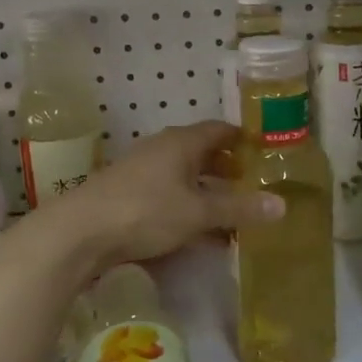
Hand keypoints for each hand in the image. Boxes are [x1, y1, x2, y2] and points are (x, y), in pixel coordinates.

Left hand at [53, 122, 284, 268]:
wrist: (79, 232)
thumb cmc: (145, 211)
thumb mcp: (198, 212)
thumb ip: (239, 209)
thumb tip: (282, 205)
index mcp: (181, 142)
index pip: (218, 130)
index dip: (241, 138)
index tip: (261, 149)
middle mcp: (160, 149)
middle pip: (200, 152)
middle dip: (225, 168)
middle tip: (250, 184)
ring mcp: (140, 171)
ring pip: (182, 175)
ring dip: (204, 190)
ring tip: (228, 211)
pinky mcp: (125, 194)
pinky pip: (165, 194)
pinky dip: (185, 206)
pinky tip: (194, 231)